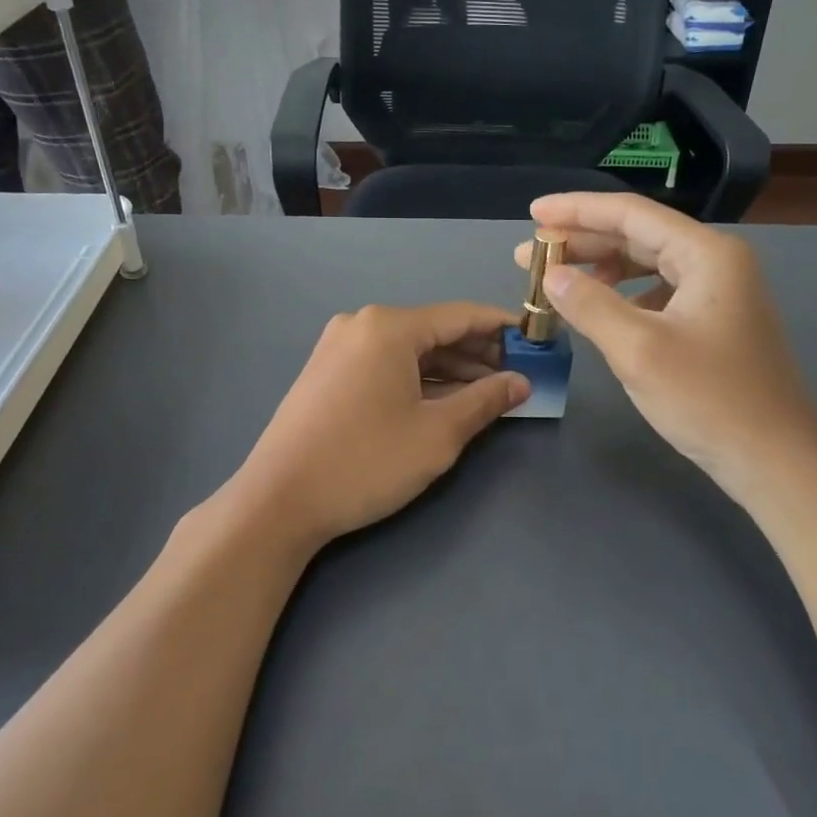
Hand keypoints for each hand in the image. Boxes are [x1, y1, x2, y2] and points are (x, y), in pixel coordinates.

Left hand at [231, 303, 527, 548]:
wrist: (278, 501)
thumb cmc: (365, 462)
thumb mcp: (437, 435)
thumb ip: (485, 401)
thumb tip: (521, 382)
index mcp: (389, 327)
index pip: (462, 316)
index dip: (504, 328)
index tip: (538, 342)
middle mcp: (361, 325)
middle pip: (435, 331)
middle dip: (479, 352)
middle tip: (519, 375)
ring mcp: (339, 347)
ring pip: (410, 350)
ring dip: (451, 369)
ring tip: (490, 392)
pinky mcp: (327, 372)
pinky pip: (386, 364)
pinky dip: (418, 379)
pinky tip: (445, 400)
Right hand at [515, 194, 816, 499]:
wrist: (776, 461)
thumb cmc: (709, 400)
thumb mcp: (638, 350)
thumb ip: (589, 304)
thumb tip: (552, 275)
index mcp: (706, 254)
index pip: (631, 214)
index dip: (577, 210)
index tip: (532, 213)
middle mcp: (717, 262)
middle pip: (639, 236)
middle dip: (582, 242)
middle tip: (529, 254)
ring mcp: (721, 293)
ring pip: (649, 266)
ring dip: (601, 270)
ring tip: (556, 281)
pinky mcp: (716, 323)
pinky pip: (660, 294)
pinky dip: (624, 296)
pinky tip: (600, 312)